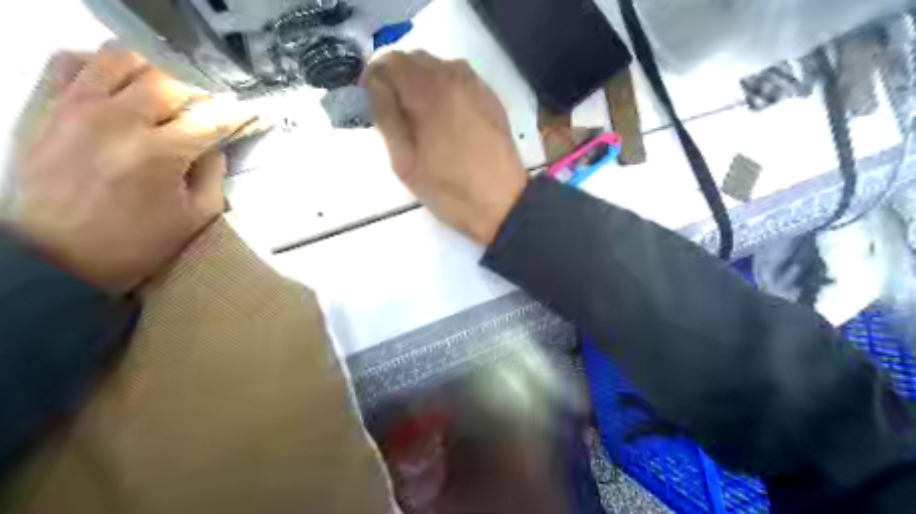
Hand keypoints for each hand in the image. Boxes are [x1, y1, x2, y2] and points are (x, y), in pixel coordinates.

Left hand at [8, 44, 255, 293]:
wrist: (55, 257)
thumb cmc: (136, 243)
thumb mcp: (196, 215)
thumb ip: (213, 173)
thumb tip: (215, 144)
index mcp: (160, 153)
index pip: (212, 117)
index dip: (238, 114)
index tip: (250, 114)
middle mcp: (118, 120)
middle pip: (171, 82)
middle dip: (199, 96)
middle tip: (206, 115)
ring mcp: (77, 108)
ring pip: (122, 59)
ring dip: (153, 74)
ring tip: (163, 99)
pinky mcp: (47, 108)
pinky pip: (71, 61)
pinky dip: (100, 66)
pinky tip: (117, 89)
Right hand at [362, 53, 525, 243]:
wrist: (503, 204)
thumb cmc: (449, 189)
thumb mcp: (405, 162)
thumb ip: (386, 117)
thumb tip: (376, 86)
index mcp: (429, 91)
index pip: (389, 62)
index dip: (375, 80)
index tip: (373, 104)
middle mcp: (454, 76)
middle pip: (414, 59)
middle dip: (398, 80)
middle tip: (396, 114)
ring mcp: (476, 85)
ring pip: (438, 67)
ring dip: (421, 83)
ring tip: (421, 119)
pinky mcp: (491, 98)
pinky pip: (459, 79)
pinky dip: (444, 89)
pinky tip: (446, 119)